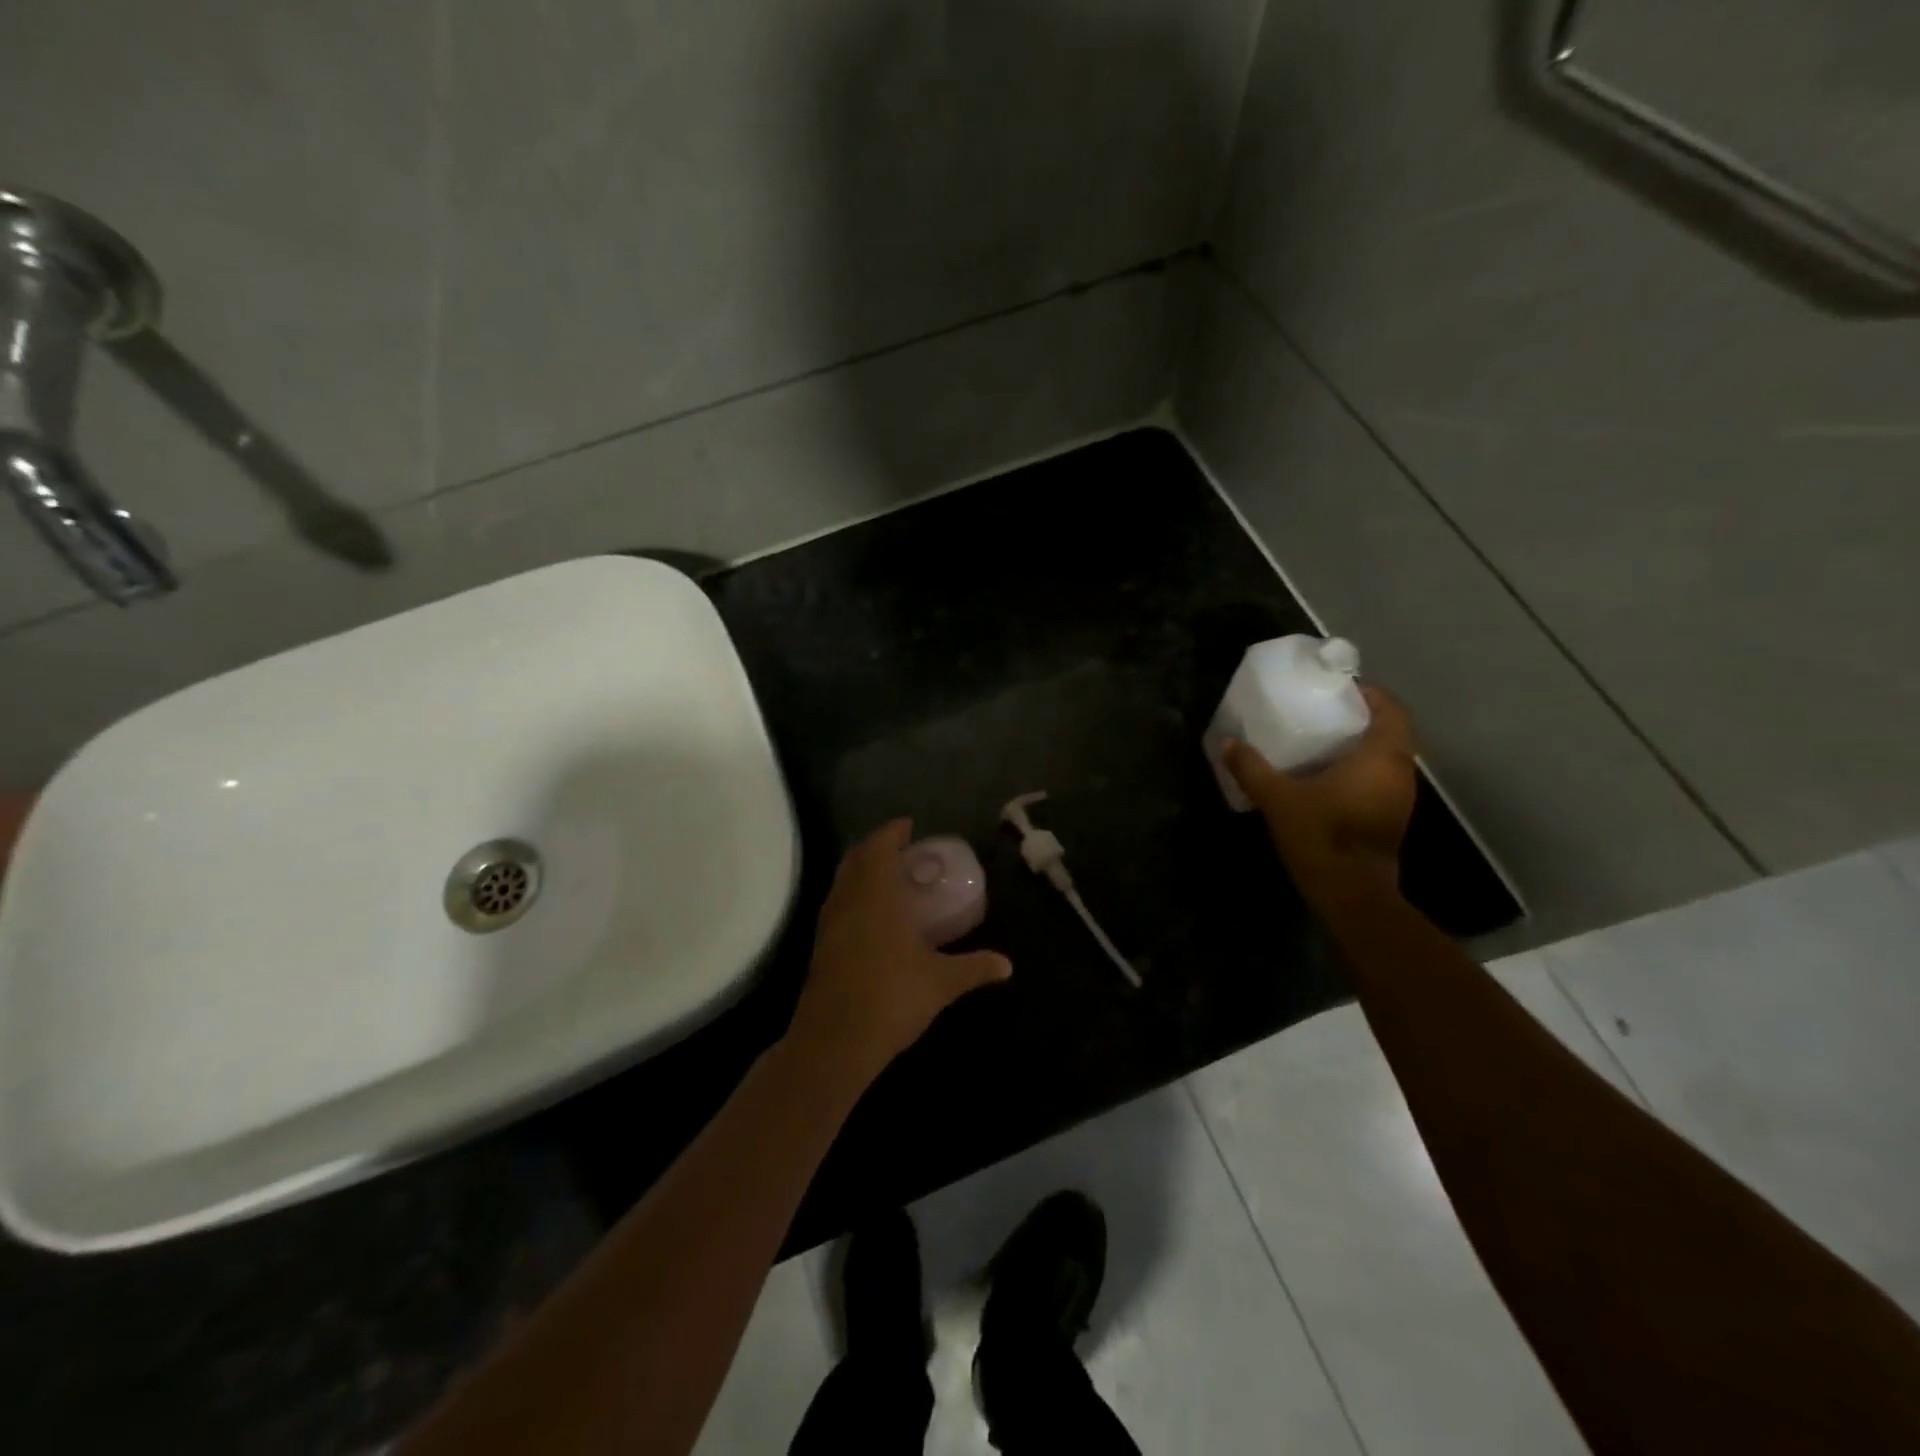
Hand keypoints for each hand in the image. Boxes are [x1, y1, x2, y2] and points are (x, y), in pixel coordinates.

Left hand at [787, 819, 1011, 1089]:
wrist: (835, 1041)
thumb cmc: (892, 998)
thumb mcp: (941, 982)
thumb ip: (974, 968)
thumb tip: (1007, 965)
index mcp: (876, 896)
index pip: (879, 848)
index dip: (892, 832)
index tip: (908, 825)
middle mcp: (848, 901)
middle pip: (855, 859)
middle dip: (876, 848)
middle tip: (901, 850)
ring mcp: (829, 925)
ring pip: (843, 882)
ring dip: (862, 871)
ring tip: (890, 879)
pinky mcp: (821, 948)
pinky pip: (838, 905)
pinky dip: (854, 896)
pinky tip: (873, 917)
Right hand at [1224, 684, 1416, 894]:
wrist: (1351, 894)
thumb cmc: (1322, 835)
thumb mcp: (1278, 798)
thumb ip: (1252, 768)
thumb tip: (1227, 742)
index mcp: (1382, 757)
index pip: (1392, 710)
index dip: (1372, 694)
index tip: (1341, 689)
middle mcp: (1400, 773)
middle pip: (1391, 733)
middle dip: (1361, 720)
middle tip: (1323, 713)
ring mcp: (1400, 799)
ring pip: (1386, 759)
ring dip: (1361, 747)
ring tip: (1322, 742)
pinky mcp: (1391, 819)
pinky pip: (1380, 781)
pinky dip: (1360, 771)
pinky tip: (1327, 777)